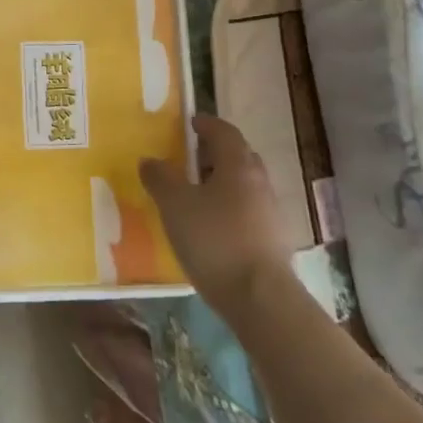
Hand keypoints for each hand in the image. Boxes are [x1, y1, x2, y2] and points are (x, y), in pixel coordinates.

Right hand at [141, 114, 292, 312]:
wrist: (260, 299)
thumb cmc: (214, 240)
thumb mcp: (175, 205)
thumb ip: (160, 178)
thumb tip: (150, 160)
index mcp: (238, 165)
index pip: (224, 132)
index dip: (206, 124)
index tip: (190, 123)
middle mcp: (259, 182)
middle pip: (238, 156)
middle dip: (215, 153)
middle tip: (189, 158)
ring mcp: (270, 213)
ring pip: (243, 186)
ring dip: (222, 182)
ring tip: (195, 194)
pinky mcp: (272, 241)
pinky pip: (247, 212)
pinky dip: (228, 209)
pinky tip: (209, 226)